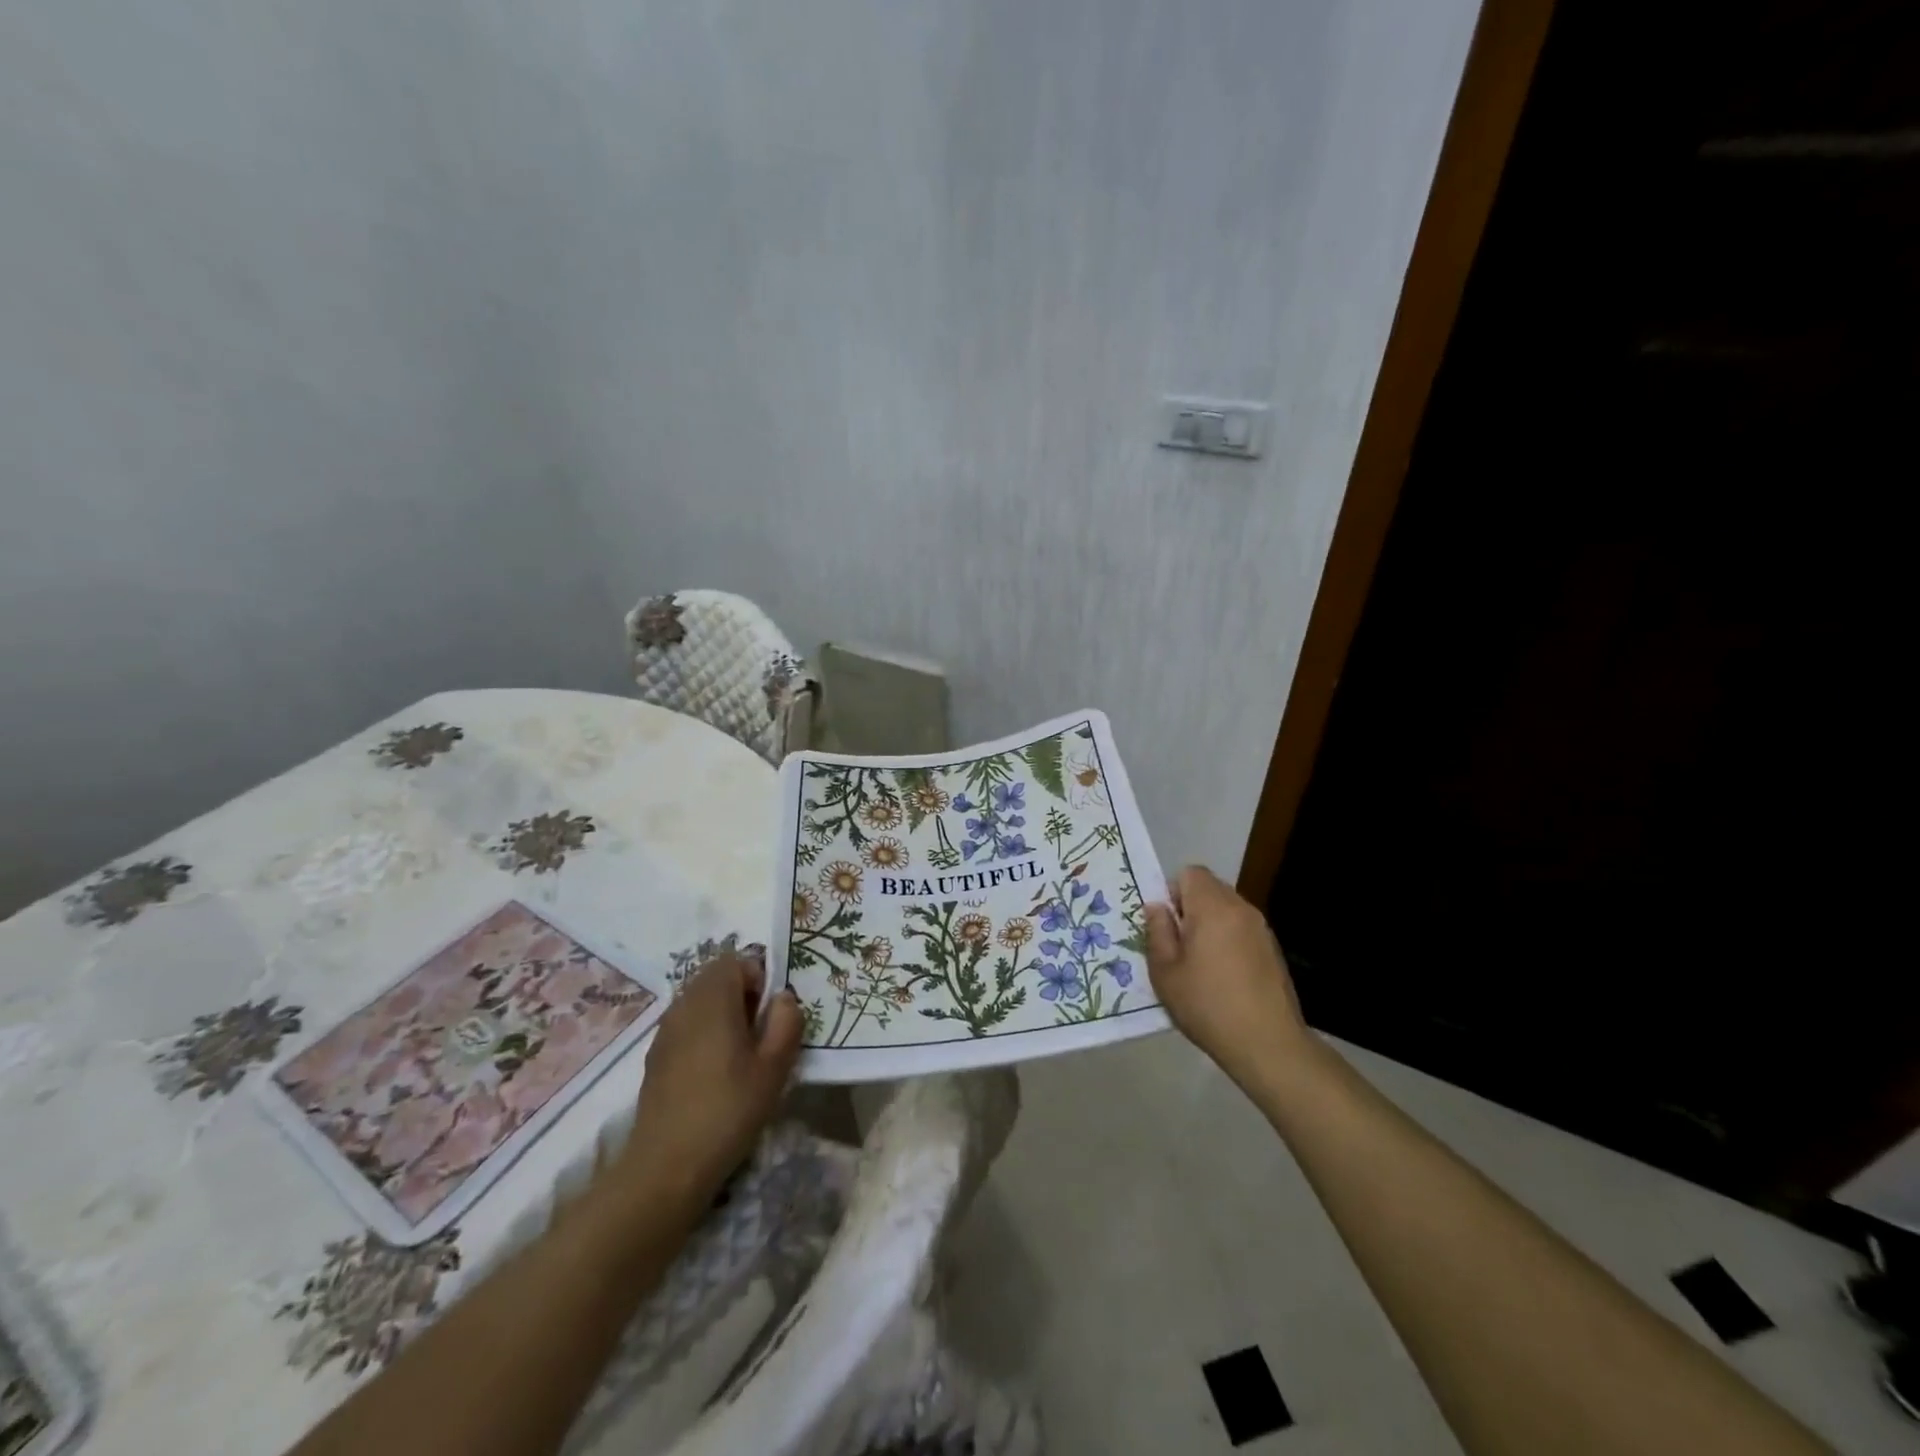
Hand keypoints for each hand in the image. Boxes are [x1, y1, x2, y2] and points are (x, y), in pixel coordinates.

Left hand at [617, 950, 801, 1209]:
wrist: (667, 1166)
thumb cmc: (729, 1109)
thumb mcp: (775, 1066)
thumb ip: (786, 1021)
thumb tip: (783, 998)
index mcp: (714, 998)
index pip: (737, 961)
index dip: (760, 979)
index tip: (770, 1015)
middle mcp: (684, 1004)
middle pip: (716, 977)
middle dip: (742, 994)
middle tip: (759, 1034)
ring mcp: (665, 1030)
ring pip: (699, 1001)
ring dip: (722, 1014)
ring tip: (739, 1055)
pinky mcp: (656, 1056)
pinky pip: (686, 1025)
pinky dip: (704, 1034)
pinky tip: (714, 1073)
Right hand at [1145, 865, 1309, 1085]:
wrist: (1268, 1044)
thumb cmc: (1208, 1005)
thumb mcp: (1165, 972)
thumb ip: (1157, 932)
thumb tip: (1156, 907)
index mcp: (1213, 908)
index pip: (1191, 873)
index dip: (1173, 891)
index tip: (1167, 924)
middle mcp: (1241, 909)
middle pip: (1210, 888)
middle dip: (1190, 907)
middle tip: (1178, 945)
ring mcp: (1261, 929)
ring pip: (1227, 909)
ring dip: (1210, 924)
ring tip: (1200, 964)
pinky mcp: (1273, 950)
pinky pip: (1242, 929)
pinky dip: (1228, 940)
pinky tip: (1224, 977)